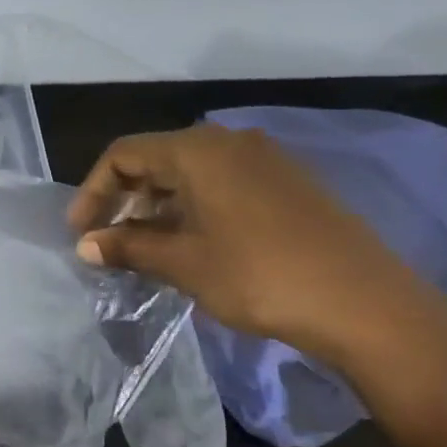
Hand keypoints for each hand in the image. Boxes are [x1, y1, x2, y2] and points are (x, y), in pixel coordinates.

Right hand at [67, 125, 446, 373]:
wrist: (366, 304)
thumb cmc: (260, 276)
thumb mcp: (184, 263)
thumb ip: (129, 247)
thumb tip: (86, 246)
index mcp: (198, 150)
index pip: (124, 154)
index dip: (93, 191)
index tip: (80, 232)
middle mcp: (230, 142)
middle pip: (157, 159)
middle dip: (124, 199)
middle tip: (108, 242)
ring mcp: (265, 161)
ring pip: (191, 174)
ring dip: (158, 207)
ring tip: (144, 249)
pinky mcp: (289, 185)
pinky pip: (223, 185)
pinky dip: (193, 209)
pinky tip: (192, 246)